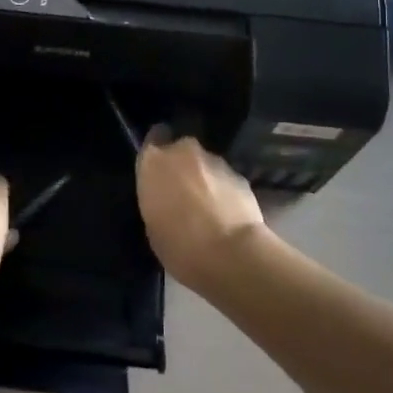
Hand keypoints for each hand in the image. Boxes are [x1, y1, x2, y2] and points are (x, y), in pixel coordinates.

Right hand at [135, 135, 266, 292]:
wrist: (229, 254)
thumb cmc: (178, 245)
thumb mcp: (153, 225)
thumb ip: (158, 199)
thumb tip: (168, 198)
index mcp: (154, 162)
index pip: (153, 138)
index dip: (158, 150)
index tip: (160, 167)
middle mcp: (183, 151)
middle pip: (181, 149)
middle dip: (183, 165)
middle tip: (183, 192)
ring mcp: (214, 160)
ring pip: (205, 164)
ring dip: (204, 179)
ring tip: (208, 208)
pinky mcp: (239, 174)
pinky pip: (225, 179)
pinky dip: (224, 191)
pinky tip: (226, 214)